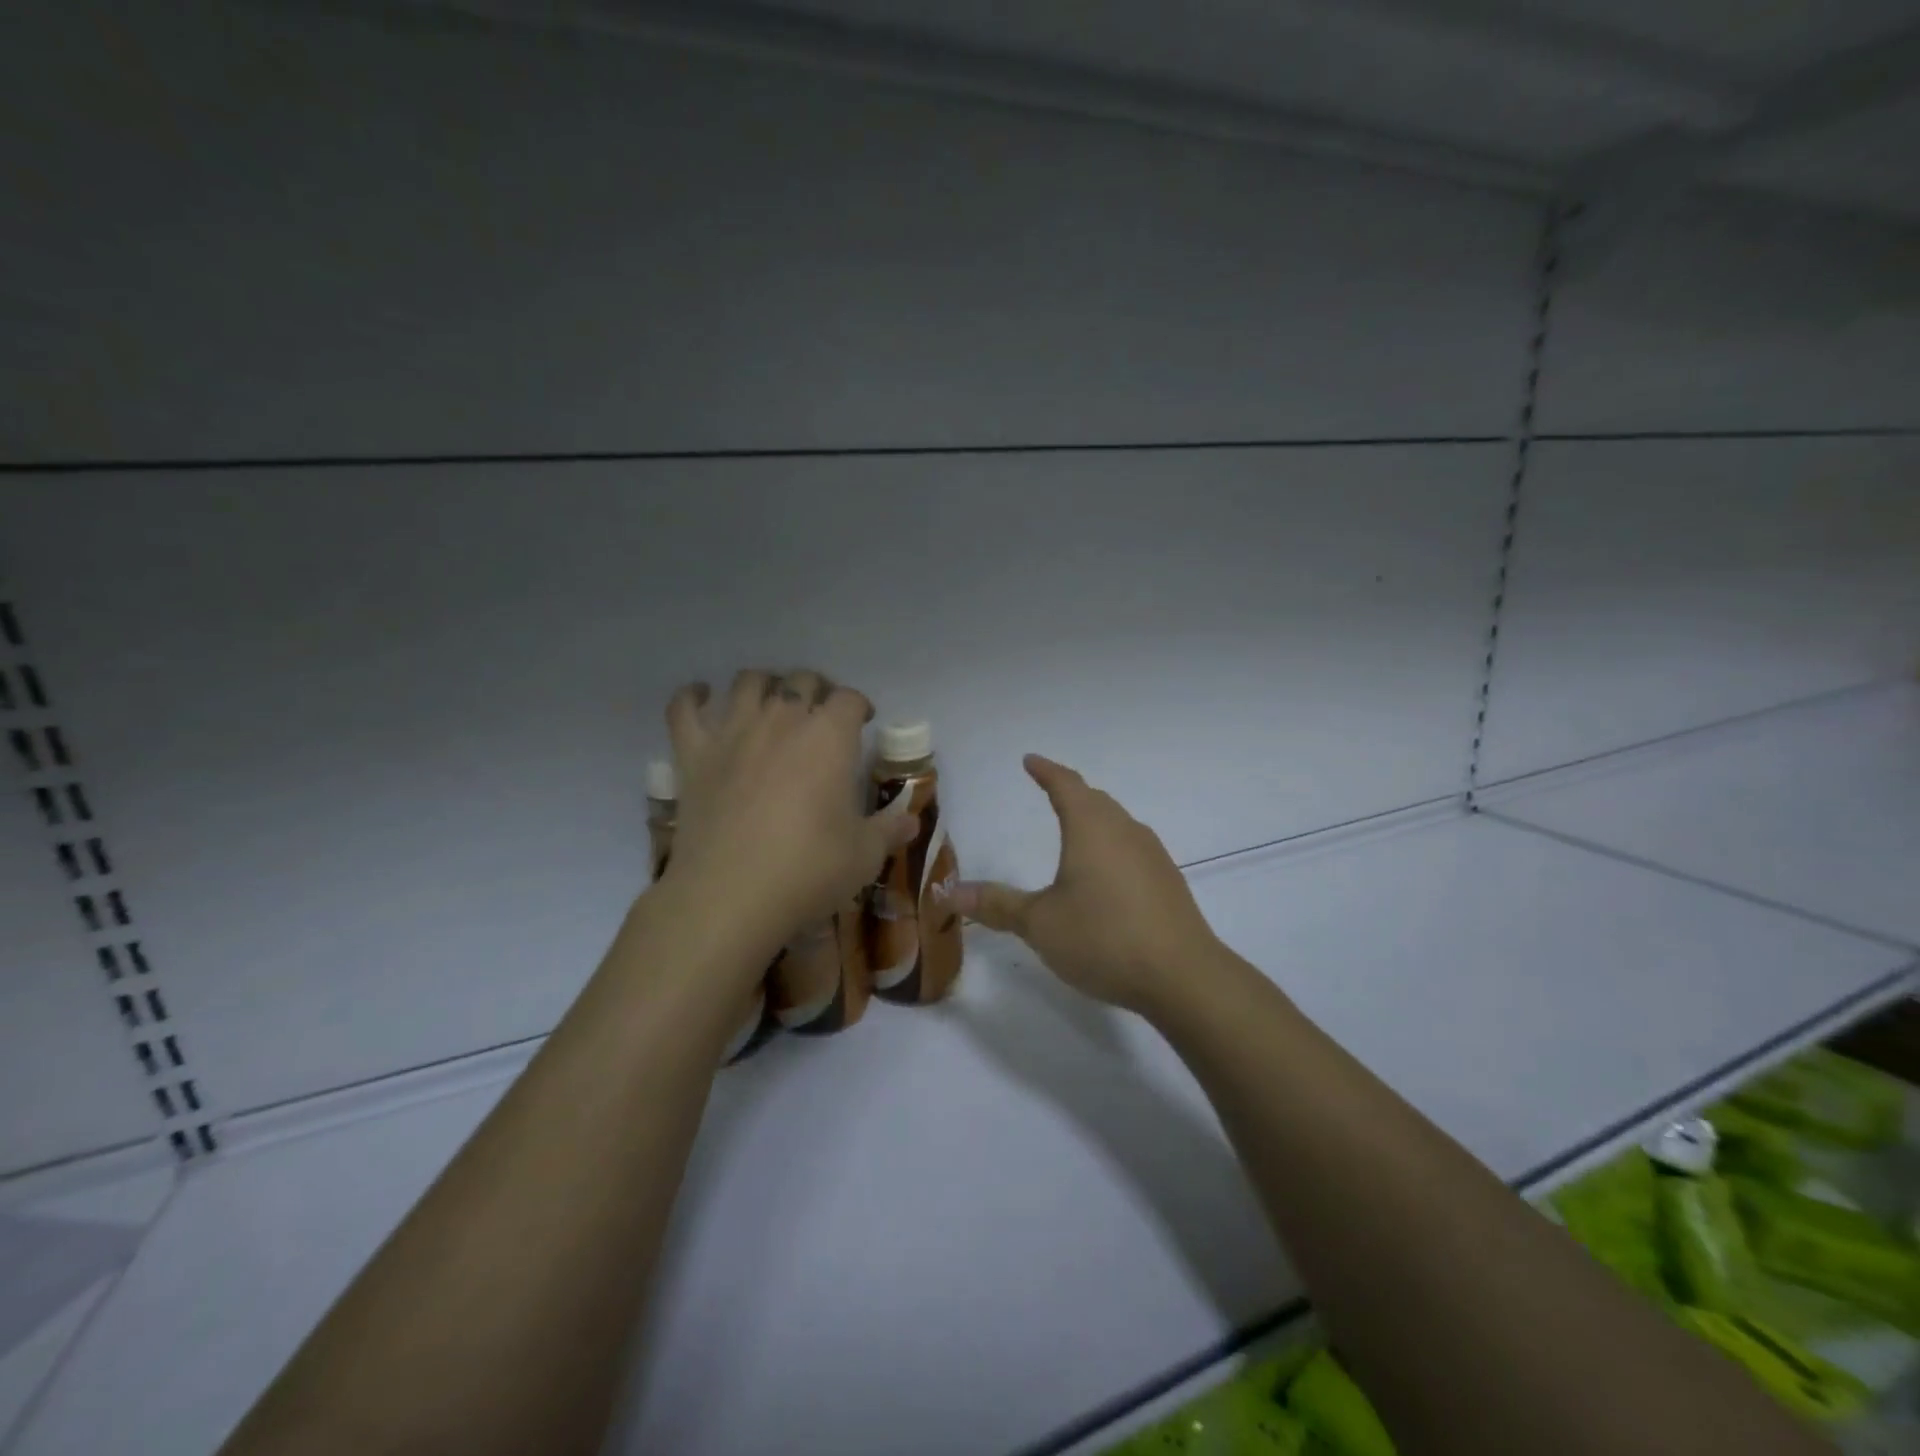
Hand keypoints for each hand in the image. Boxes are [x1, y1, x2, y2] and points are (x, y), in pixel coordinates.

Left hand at [663, 669, 916, 952]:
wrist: (729, 896)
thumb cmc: (808, 871)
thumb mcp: (864, 856)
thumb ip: (889, 831)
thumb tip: (911, 822)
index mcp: (829, 738)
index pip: (849, 699)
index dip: (859, 704)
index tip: (863, 719)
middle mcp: (782, 720)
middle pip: (802, 681)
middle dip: (816, 688)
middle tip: (821, 711)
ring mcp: (733, 733)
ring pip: (747, 682)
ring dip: (764, 684)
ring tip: (770, 699)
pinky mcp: (693, 755)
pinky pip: (684, 709)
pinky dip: (692, 696)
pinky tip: (701, 696)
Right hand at [953, 755, 1219, 1012]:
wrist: (1183, 976)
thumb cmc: (1103, 938)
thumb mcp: (1040, 923)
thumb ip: (997, 904)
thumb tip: (950, 892)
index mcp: (1091, 828)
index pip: (1066, 785)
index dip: (1046, 771)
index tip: (1030, 760)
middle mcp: (1125, 831)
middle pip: (1095, 800)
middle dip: (1071, 793)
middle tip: (1050, 791)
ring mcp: (1152, 856)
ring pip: (1117, 824)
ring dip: (1094, 820)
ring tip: (1076, 831)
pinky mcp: (1168, 883)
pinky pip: (1132, 849)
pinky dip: (1112, 848)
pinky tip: (1106, 876)